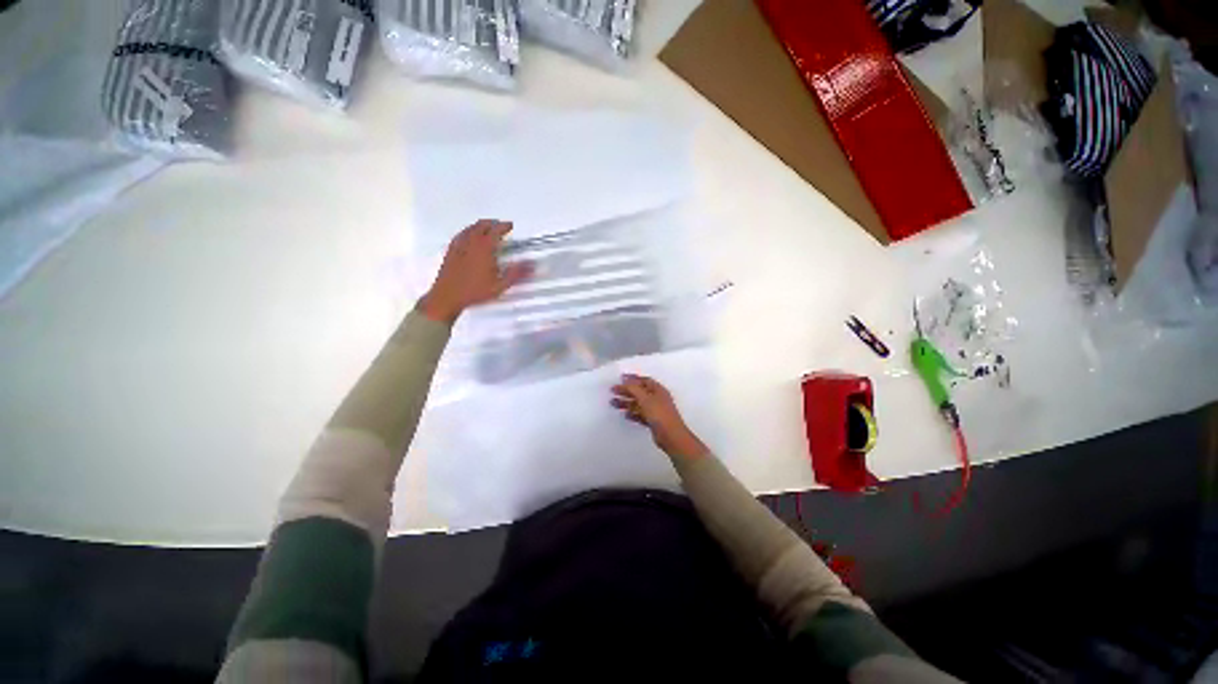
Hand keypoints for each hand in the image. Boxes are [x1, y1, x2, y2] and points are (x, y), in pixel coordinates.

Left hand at [417, 220, 532, 323]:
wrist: (448, 297)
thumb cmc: (474, 292)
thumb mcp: (500, 286)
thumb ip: (516, 274)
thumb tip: (531, 265)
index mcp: (484, 249)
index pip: (495, 231)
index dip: (504, 226)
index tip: (509, 225)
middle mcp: (471, 244)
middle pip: (481, 226)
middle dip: (492, 223)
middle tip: (499, 224)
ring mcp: (458, 247)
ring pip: (469, 229)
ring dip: (479, 225)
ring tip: (485, 227)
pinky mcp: (450, 252)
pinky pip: (459, 235)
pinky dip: (467, 231)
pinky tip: (467, 235)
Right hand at [611, 374, 709, 457]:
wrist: (671, 437)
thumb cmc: (660, 415)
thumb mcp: (645, 399)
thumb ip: (634, 388)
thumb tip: (625, 379)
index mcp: (658, 390)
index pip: (644, 380)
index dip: (632, 379)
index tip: (620, 379)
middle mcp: (657, 399)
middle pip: (639, 392)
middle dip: (626, 391)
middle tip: (613, 391)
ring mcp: (655, 411)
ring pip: (638, 404)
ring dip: (627, 403)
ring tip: (613, 403)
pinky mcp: (653, 422)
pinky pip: (640, 415)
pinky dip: (633, 414)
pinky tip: (625, 415)